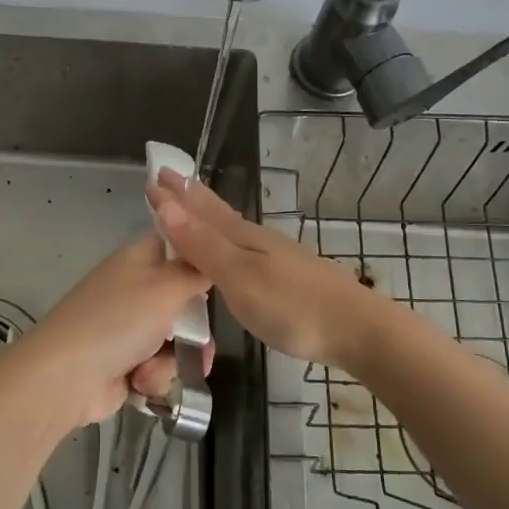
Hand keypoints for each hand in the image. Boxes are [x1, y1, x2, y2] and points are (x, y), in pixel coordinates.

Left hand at [13, 233, 214, 427]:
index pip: (178, 244)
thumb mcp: (166, 287)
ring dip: (173, 361)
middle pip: (183, 302)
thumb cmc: (118, 320)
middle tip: (201, 345)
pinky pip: (158, 368)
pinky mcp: (125, 364)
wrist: (66, 377)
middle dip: (194, 330)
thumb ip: (196, 271)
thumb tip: (212, 251)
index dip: (201, 258)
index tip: (224, 276)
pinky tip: (140, 384)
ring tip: (159, 369)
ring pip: (176, 341)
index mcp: (139, 259)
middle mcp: (134, 289)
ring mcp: (128, 329)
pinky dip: (153, 378)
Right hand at [145, 170, 386, 371]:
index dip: (175, 196)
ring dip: (207, 218)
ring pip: (232, 230)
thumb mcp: (239, 276)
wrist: (358, 330)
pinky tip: (232, 252)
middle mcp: (257, 241)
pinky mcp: (289, 279)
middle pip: (217, 214)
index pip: (200, 210)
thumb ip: (203, 244)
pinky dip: (227, 242)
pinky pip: (245, 250)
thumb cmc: (292, 306)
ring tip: (191, 210)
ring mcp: (276, 259)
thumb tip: (166, 205)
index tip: (151, 178)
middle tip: (168, 180)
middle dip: (190, 199)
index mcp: (242, 237)